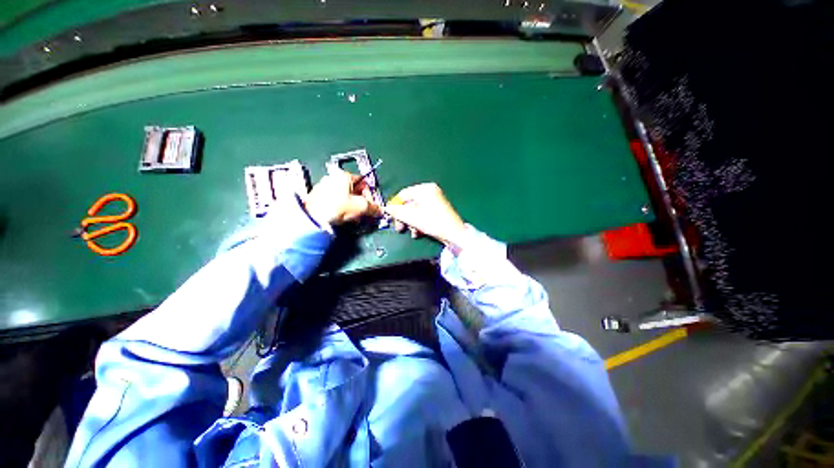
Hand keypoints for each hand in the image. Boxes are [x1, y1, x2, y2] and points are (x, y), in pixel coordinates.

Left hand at [303, 168, 381, 225]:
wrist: (313, 217)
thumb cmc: (339, 207)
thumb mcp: (361, 207)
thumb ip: (374, 208)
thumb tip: (380, 211)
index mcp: (344, 175)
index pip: (364, 183)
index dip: (370, 196)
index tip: (371, 207)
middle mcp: (333, 177)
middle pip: (354, 190)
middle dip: (361, 203)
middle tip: (362, 213)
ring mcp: (323, 186)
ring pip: (344, 196)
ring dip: (351, 206)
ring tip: (352, 217)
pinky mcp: (316, 196)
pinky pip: (334, 201)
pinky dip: (340, 208)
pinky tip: (341, 217)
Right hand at [385, 183, 465, 247]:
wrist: (455, 234)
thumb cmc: (433, 223)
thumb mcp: (412, 218)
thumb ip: (397, 212)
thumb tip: (386, 208)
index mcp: (425, 189)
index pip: (403, 194)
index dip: (395, 206)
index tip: (391, 218)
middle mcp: (430, 191)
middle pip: (410, 203)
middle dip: (404, 217)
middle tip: (400, 228)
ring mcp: (436, 200)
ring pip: (416, 210)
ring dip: (411, 222)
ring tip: (413, 232)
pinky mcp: (439, 209)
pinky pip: (424, 213)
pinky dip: (419, 222)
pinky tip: (419, 232)